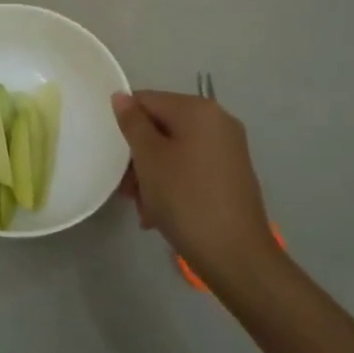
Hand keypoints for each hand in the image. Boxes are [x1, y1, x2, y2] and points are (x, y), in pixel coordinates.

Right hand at [112, 90, 280, 292]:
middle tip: (128, 190)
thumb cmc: (186, 199)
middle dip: (139, 157)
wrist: (236, 256)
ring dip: (153, 175)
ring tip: (144, 209)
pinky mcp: (231, 175)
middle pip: (161, 127)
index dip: (126, 126)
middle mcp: (218, 121)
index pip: (147, 100)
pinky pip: (192, 168)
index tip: (117, 159)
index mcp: (198, 110)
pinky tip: (161, 214)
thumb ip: (133, 123)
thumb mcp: (150, 159)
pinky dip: (174, 184)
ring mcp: (228, 149)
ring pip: (174, 150)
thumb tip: (121, 96)